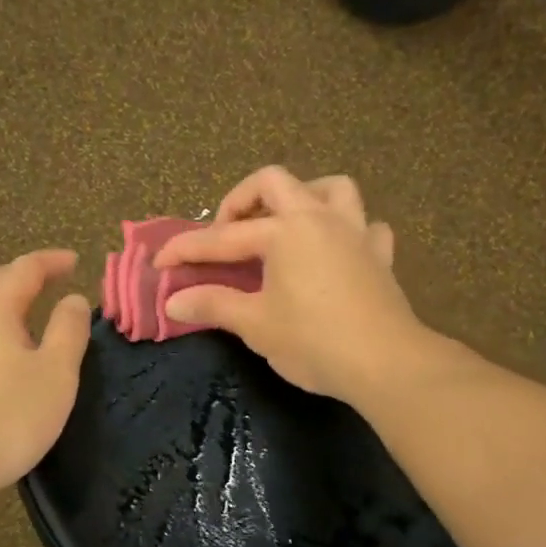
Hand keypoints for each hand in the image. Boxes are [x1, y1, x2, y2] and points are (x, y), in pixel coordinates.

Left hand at [0, 250, 92, 511]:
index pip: (24, 269)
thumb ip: (68, 331)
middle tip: (53, 280)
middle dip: (26, 277)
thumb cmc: (6, 417)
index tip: (75, 261)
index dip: (51, 262)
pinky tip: (6, 354)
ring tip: (34, 314)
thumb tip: (73, 299)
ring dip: (8, 303)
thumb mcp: (55, 374)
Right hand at [153, 167, 437, 403]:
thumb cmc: (313, 341)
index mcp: (284, 231)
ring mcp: (355, 232)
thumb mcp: (255, 325)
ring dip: (303, 196)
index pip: (222, 237)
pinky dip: (348, 230)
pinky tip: (336, 250)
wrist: (385, 363)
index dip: (186, 249)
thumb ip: (213, 305)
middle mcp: (319, 218)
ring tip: (284, 224)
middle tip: (226, 232)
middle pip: (275, 183)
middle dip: (241, 200)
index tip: (160, 263)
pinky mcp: (380, 256)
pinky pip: (365, 226)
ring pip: (332, 188)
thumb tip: (173, 302)